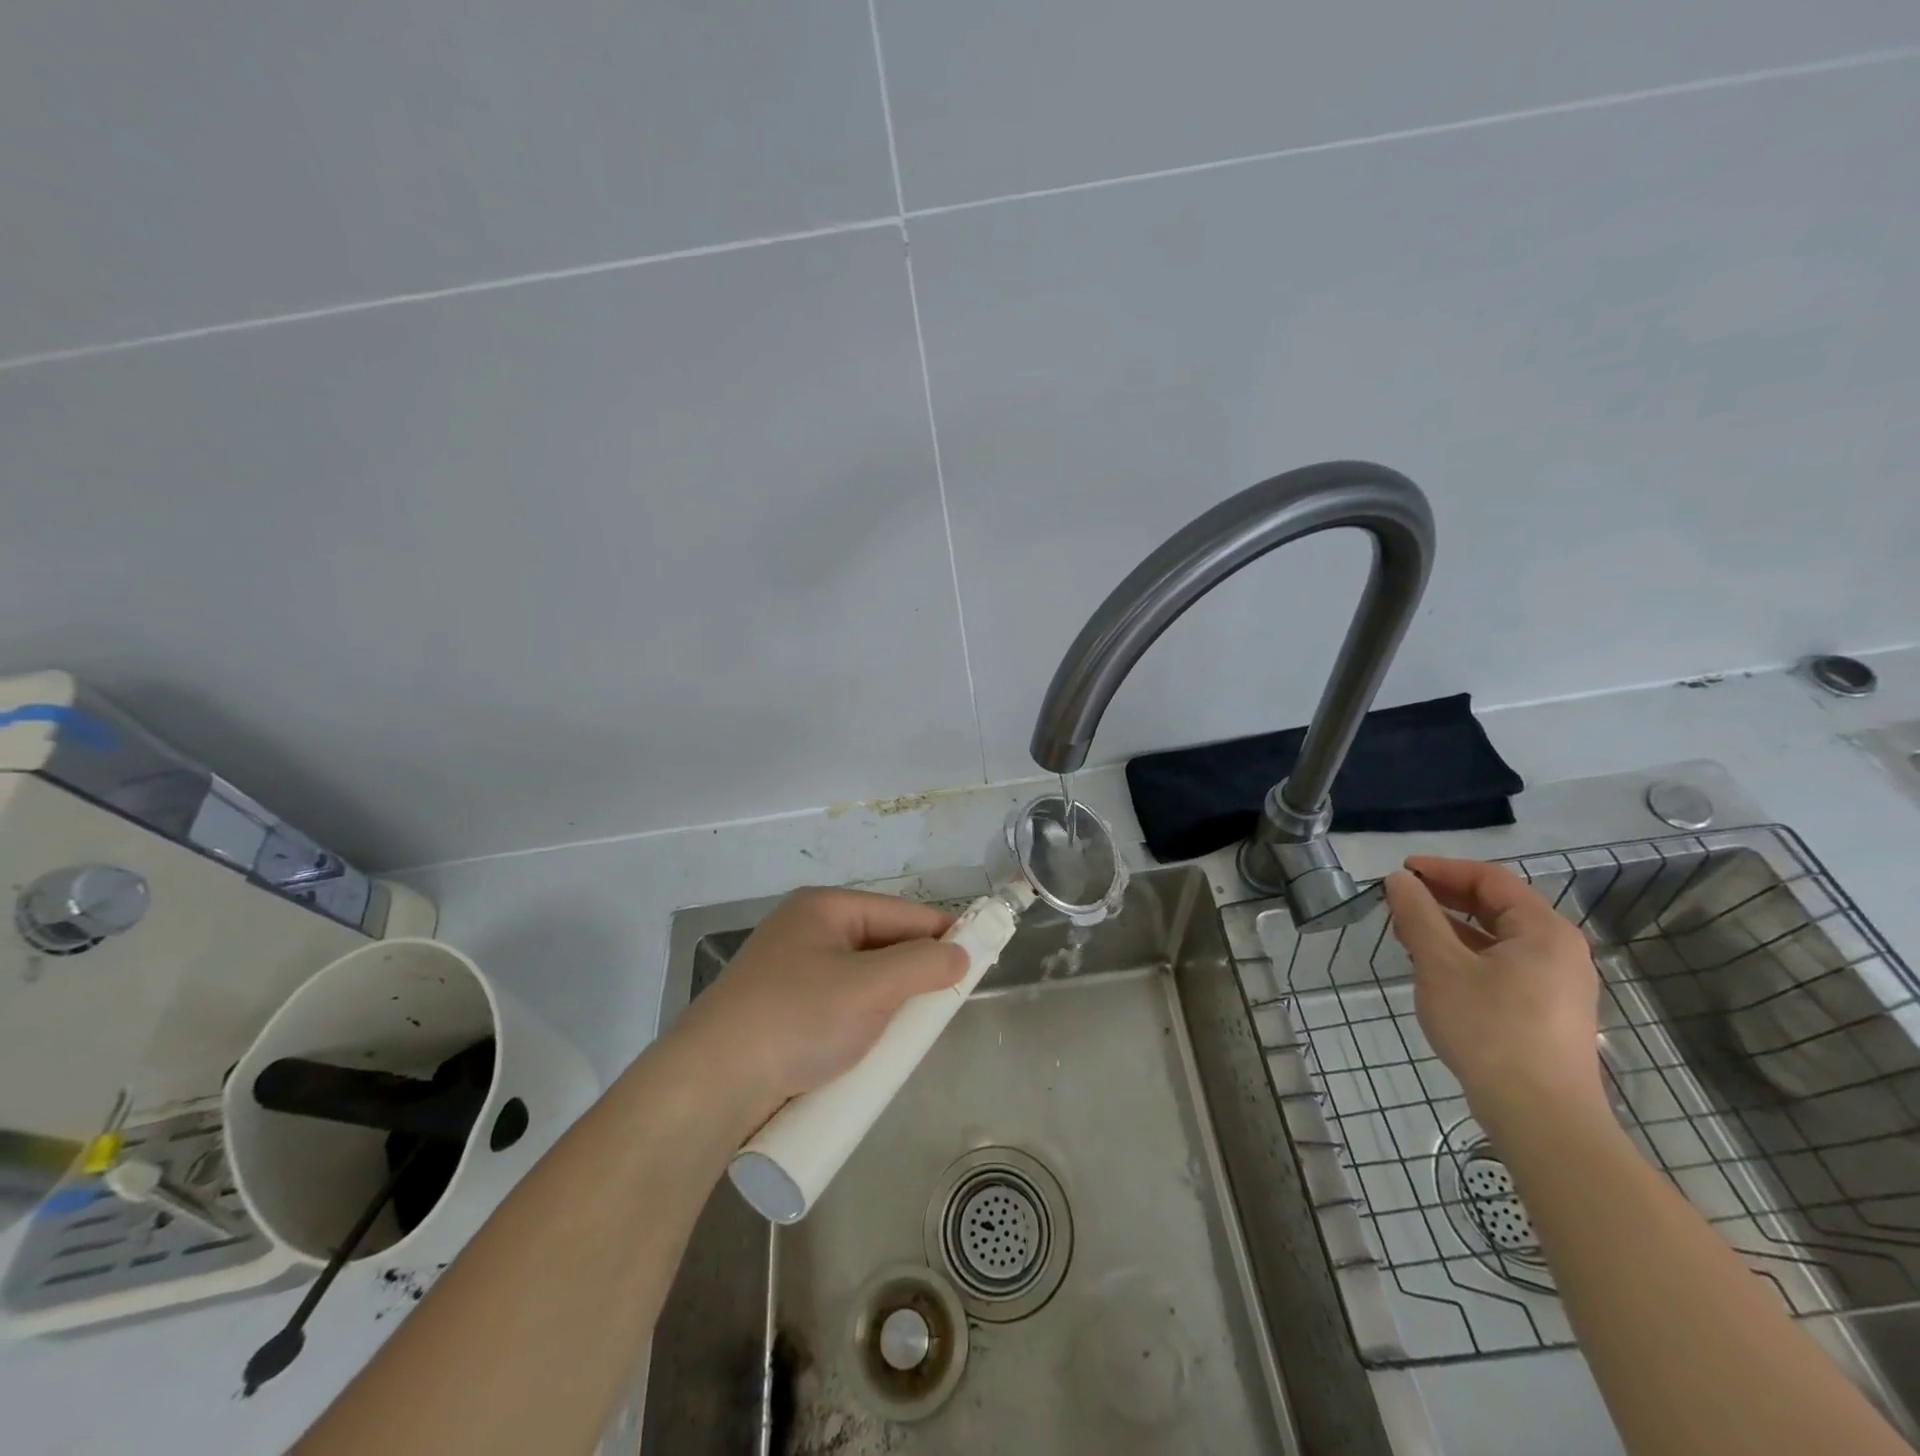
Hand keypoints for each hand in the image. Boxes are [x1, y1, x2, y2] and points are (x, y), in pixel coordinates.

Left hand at [674, 887, 965, 1125]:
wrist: (708, 1085)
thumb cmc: (797, 1019)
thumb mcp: (871, 988)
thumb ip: (924, 966)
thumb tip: (960, 954)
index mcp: (824, 908)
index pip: (901, 913)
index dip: (944, 932)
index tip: (981, 957)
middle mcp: (805, 931)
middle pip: (879, 944)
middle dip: (914, 972)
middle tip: (945, 1004)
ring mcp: (787, 973)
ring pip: (859, 979)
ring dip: (888, 1002)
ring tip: (912, 1031)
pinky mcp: (778, 1012)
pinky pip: (836, 1006)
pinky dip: (860, 1021)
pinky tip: (872, 1046)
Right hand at [1383, 856, 1608, 1133]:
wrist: (1541, 1117)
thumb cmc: (1489, 1029)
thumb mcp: (1441, 966)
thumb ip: (1418, 916)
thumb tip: (1399, 880)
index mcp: (1543, 930)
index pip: (1490, 879)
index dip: (1442, 868)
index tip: (1400, 871)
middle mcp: (1559, 950)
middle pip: (1497, 906)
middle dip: (1444, 897)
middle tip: (1399, 900)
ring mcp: (1558, 983)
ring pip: (1498, 937)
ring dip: (1452, 927)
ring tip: (1408, 933)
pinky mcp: (1548, 1011)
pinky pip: (1503, 964)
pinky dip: (1467, 954)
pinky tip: (1436, 969)